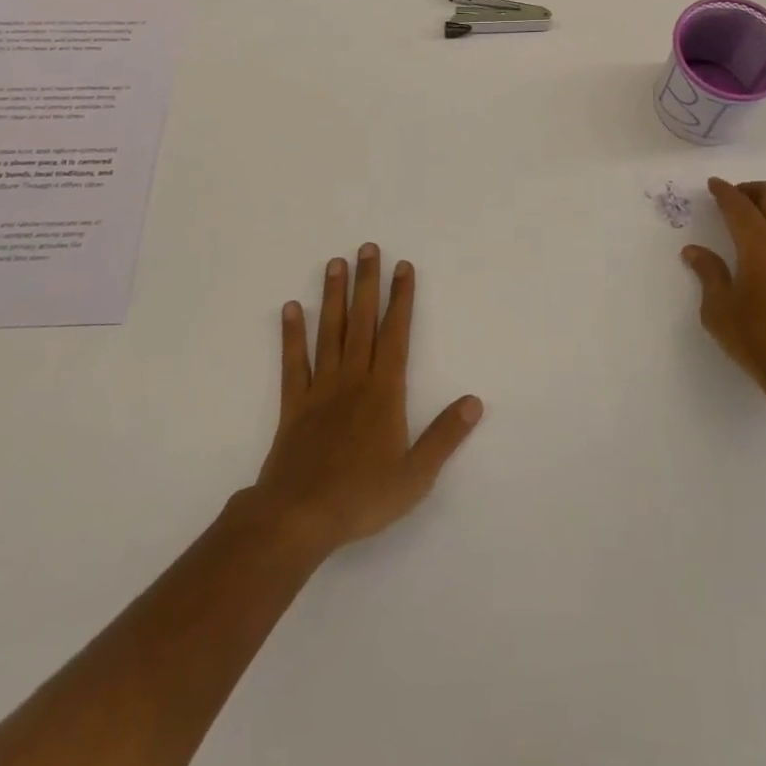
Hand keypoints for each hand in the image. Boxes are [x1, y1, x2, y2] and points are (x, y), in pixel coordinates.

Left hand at [250, 244, 482, 558]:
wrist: (298, 517)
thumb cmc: (362, 496)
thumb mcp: (415, 475)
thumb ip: (445, 436)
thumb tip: (475, 401)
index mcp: (384, 391)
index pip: (397, 334)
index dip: (402, 298)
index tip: (404, 266)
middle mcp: (353, 379)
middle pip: (362, 322)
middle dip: (368, 283)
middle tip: (368, 247)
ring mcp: (320, 389)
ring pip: (329, 332)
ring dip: (334, 297)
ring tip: (334, 263)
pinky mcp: (293, 405)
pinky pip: (293, 362)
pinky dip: (292, 334)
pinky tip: (291, 308)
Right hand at [681, 179, 765, 414]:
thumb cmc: (758, 340)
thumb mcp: (719, 310)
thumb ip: (708, 274)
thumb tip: (694, 251)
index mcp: (759, 245)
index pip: (740, 206)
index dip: (725, 192)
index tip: (713, 184)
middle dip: (751, 190)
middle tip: (731, 198)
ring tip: (751, 217)